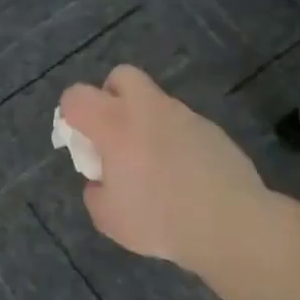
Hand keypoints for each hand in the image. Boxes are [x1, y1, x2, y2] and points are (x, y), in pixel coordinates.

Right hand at [58, 65, 266, 272]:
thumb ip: (95, 192)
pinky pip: (182, 125)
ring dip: (145, 122)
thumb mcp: (107, 217)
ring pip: (155, 102)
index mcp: (114, 124)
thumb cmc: (158, 219)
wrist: (230, 223)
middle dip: (110, 97)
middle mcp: (148, 109)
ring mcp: (184, 116)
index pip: (76, 96)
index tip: (80, 143)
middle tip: (113, 135)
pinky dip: (174, 141)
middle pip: (121, 76)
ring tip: (152, 165)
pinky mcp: (212, 130)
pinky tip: (183, 176)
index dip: (70, 115)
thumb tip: (102, 181)